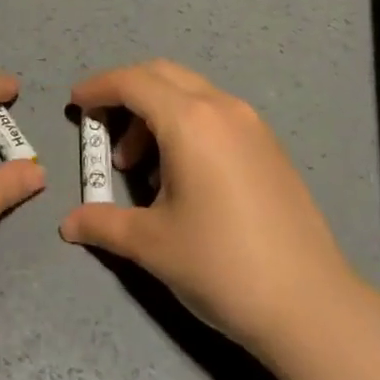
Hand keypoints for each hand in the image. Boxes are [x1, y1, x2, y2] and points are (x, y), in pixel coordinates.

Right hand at [60, 59, 367, 358]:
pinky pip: (215, 113)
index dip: (98, 88)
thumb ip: (104, 224)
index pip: (132, 82)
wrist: (310, 305)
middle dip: (125, 94)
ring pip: (190, 93)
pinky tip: (180, 175)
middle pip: (161, 75)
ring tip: (140, 169)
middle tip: (103, 132)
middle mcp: (221, 107)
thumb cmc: (221, 266)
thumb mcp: (152, 244)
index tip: (75, 105)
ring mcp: (250, 123)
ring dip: (155, 113)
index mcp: (190, 121)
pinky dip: (185, 124)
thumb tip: (68, 225)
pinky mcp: (268, 144)